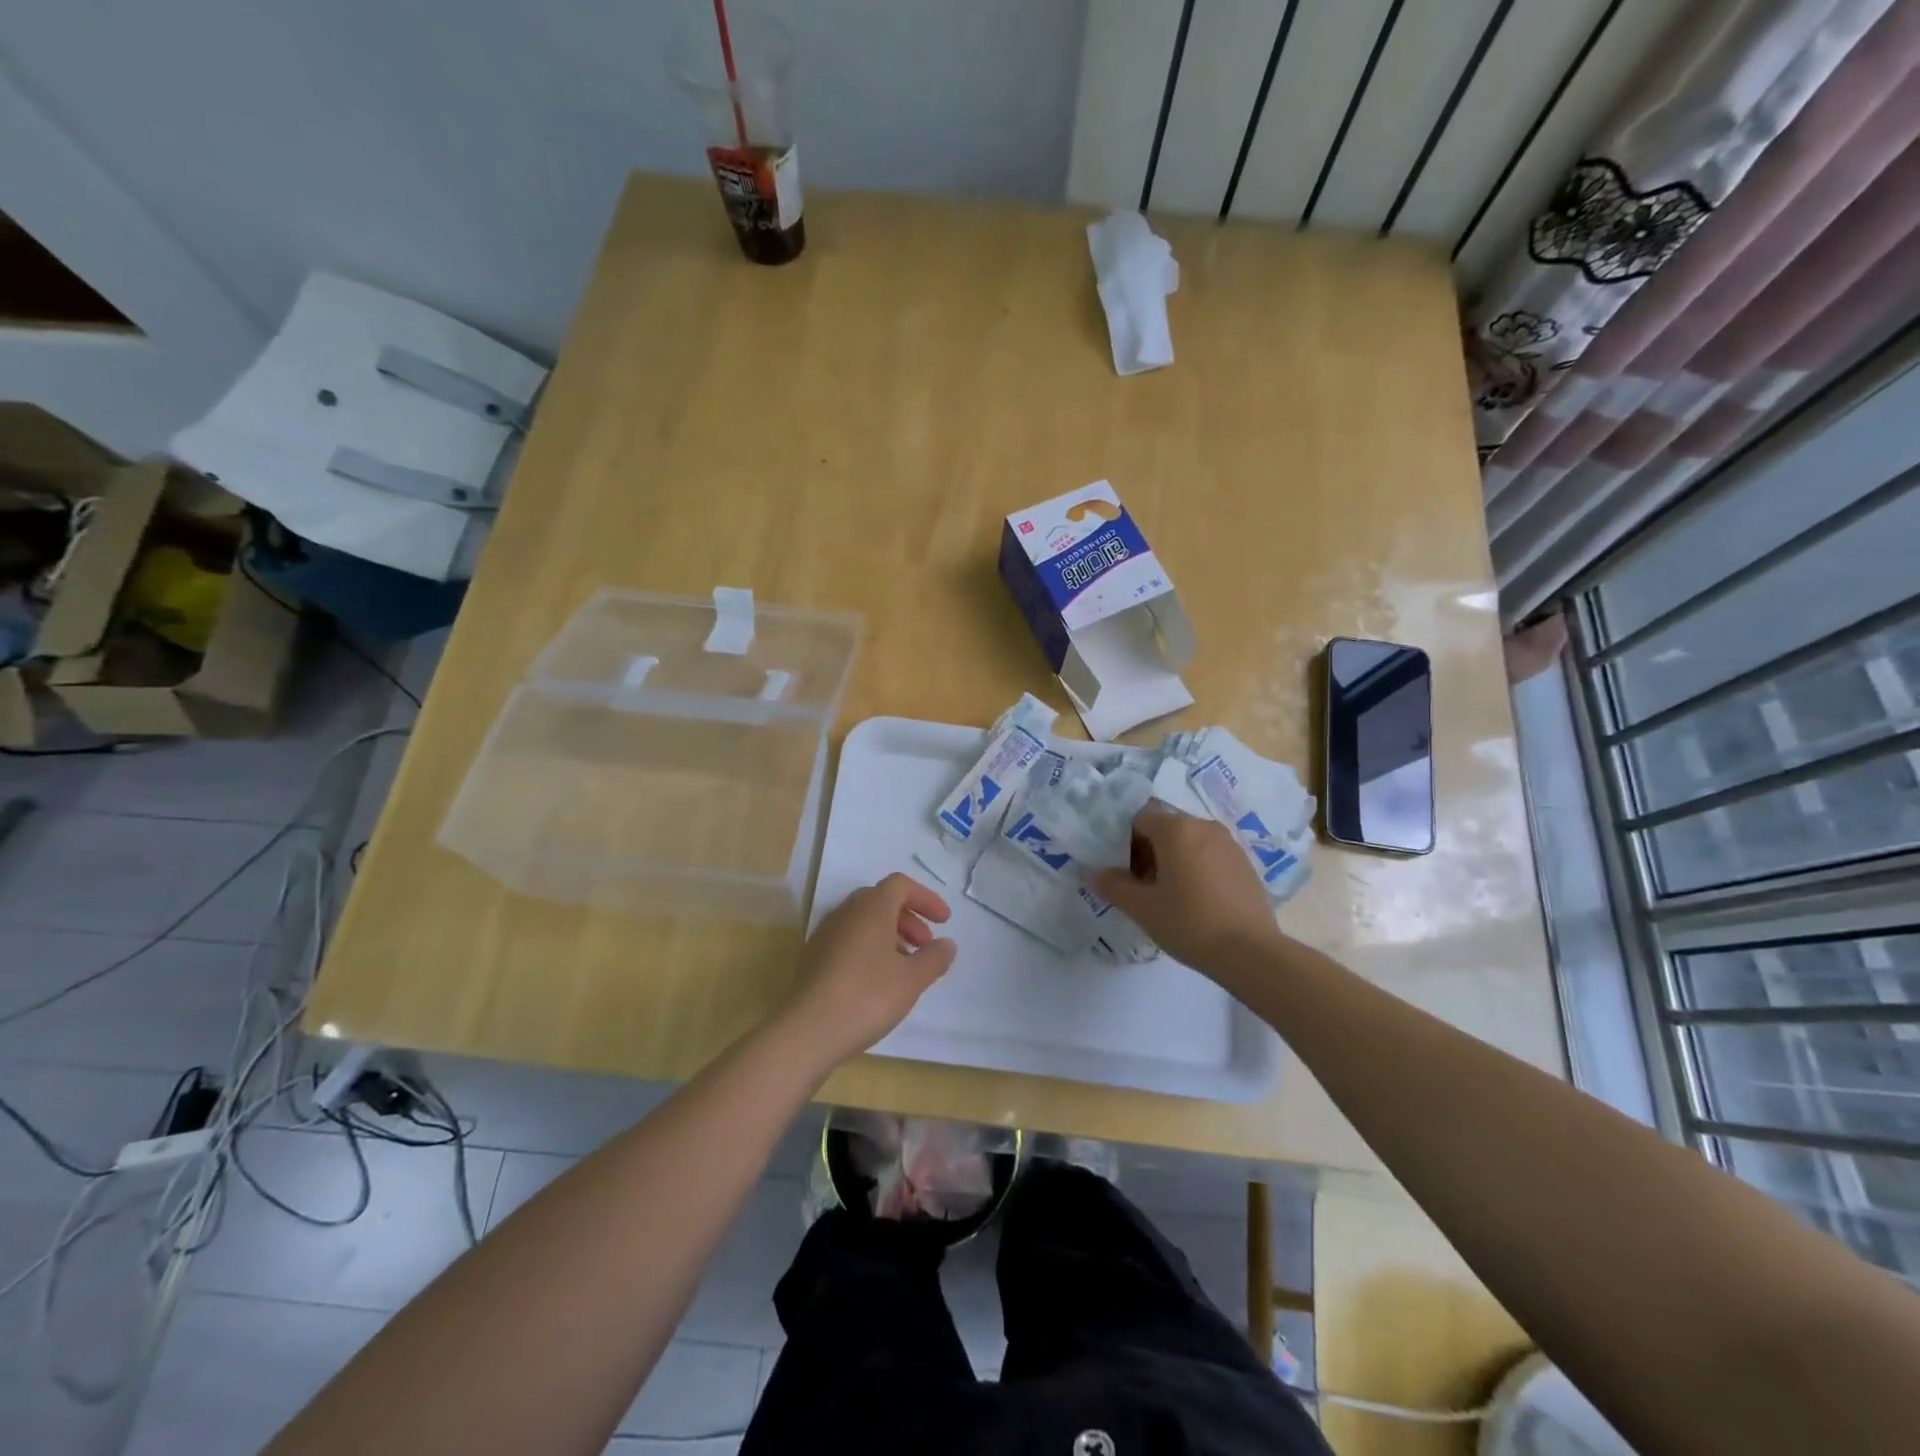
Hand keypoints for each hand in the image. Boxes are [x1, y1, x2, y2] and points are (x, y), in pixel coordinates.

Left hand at [780, 873, 955, 1069]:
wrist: (808, 1031)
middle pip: (881, 901)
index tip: (944, 922)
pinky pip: (849, 941)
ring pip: (864, 922)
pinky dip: (870, 949)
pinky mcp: (813, 959)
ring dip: (890, 935)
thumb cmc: (868, 996)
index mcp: (870, 908)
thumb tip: (946, 944)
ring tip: (905, 967)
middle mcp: (845, 913)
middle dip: (908, 918)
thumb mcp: (912, 979)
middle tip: (925, 945)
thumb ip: (934, 958)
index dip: (926, 898)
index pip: (900, 885)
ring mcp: (825, 935)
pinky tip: (878, 981)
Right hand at [1089, 806, 1281, 973]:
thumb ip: (1114, 886)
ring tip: (1168, 895)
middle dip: (1148, 850)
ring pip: (1189, 841)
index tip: (1124, 871)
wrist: (1251, 953)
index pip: (1139, 818)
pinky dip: (1195, 868)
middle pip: (1165, 827)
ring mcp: (1228, 843)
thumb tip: (1094, 874)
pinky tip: (1195, 900)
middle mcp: (1204, 826)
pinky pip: (1209, 854)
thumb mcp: (1142, 908)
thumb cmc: (1190, 923)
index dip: (1125, 841)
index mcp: (1177, 829)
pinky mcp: (1244, 863)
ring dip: (1172, 859)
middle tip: (1141, 886)